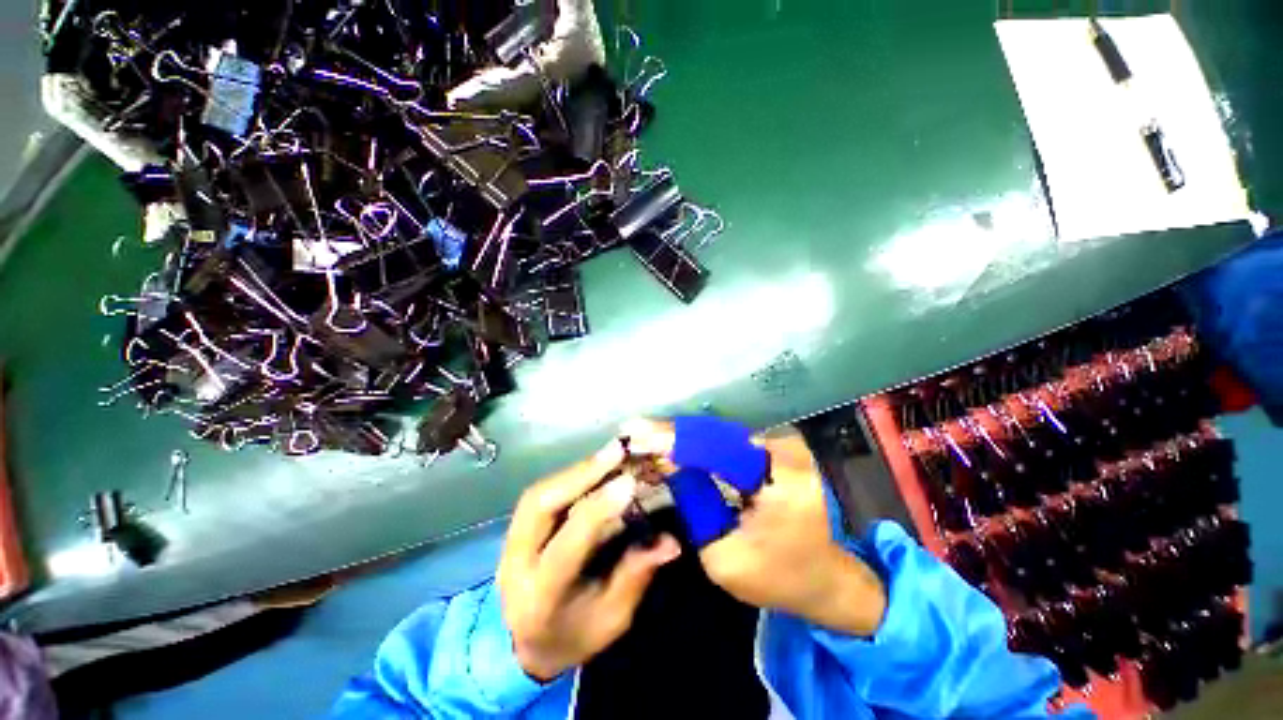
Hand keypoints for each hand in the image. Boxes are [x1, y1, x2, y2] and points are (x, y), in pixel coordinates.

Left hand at [498, 441, 681, 680]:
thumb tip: (671, 541)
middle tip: (616, 451)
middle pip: (538, 507)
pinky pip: (540, 493)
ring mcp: (509, 543)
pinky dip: (569, 476)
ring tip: (609, 454)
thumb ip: (635, 575)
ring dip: (575, 470)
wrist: (528, 646)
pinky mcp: (515, 528)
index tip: (629, 482)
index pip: (566, 547)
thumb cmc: (575, 636)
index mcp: (540, 598)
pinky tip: (594, 466)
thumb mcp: (612, 619)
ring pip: (537, 494)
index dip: (598, 510)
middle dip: (580, 474)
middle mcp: (516, 564)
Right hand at [625, 419, 886, 635]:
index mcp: (783, 479)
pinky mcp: (776, 450)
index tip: (636, 434)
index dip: (673, 438)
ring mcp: (784, 446)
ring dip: (683, 436)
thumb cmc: (778, 578)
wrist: (823, 579)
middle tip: (633, 430)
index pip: (715, 446)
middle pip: (716, 433)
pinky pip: (728, 442)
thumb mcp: (726, 557)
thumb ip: (696, 506)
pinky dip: (699, 444)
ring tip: (644, 434)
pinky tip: (672, 444)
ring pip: (719, 434)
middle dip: (673, 433)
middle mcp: (786, 451)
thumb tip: (670, 464)